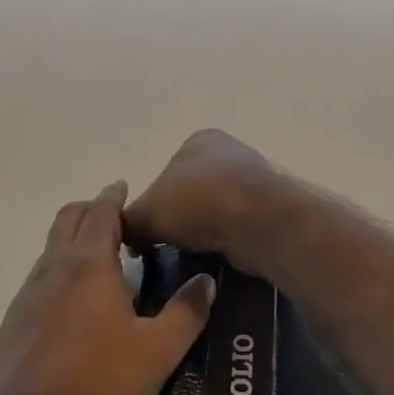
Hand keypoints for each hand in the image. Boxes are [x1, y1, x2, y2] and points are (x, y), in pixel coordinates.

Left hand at [0, 181, 214, 394]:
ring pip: (51, 250)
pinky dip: (60, 274)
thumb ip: (185, 314)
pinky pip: (39, 281)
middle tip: (116, 219)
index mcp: (88, 265)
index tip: (124, 186)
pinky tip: (74, 306)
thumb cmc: (94, 385)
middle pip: (68, 220)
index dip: (114, 195)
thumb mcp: (156, 353)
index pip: (102, 212)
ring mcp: (27, 297)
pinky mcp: (12, 326)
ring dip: (74, 242)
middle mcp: (53, 270)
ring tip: (100, 260)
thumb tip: (206, 281)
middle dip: (90, 210)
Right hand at [123, 129, 286, 270]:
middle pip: (191, 192)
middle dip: (180, 217)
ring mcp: (253, 180)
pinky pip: (237, 226)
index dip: (152, 203)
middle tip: (166, 246)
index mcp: (200, 140)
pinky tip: (217, 254)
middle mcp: (228, 152)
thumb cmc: (197, 202)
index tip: (146, 231)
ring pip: (215, 211)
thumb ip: (129, 220)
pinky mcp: (269, 209)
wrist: (257, 221)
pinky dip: (226, 240)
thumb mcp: (147, 211)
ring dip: (204, 230)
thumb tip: (124, 234)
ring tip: (192, 254)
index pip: (165, 172)